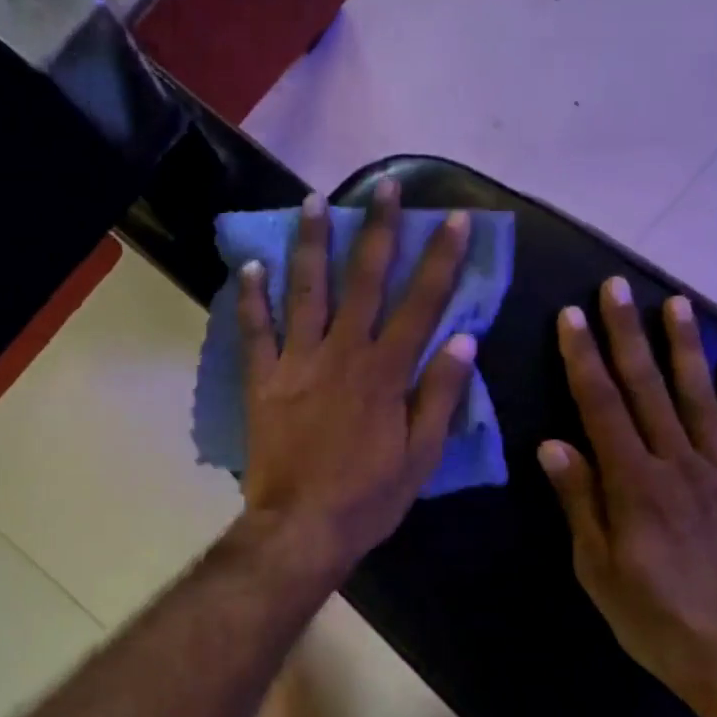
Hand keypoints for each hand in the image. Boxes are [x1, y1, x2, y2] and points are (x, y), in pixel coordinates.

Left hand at [238, 183, 478, 575]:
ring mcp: (298, 363)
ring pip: (307, 291)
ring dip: (312, 244)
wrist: (301, 528)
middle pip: (365, 280)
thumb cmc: (369, 497)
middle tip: (386, 188)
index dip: (442, 259)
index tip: (454, 219)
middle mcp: (344, 353)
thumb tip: (464, 340)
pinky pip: (256, 332)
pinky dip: (252, 298)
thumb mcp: (422, 455)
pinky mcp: (263, 381)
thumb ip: (441, 395)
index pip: (422, 303)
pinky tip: (252, 265)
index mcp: (387, 372)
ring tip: (314, 201)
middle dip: (379, 230)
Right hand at [539, 278, 716, 716]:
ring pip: (699, 397)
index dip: (583, 358)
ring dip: (684, 348)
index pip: (600, 405)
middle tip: (616, 287)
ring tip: (676, 304)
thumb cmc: (651, 615)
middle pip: (647, 387)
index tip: (572, 316)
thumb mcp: (596, 566)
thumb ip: (578, 499)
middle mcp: (676, 463)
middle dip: (627, 334)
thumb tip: (552, 442)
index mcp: (631, 481)